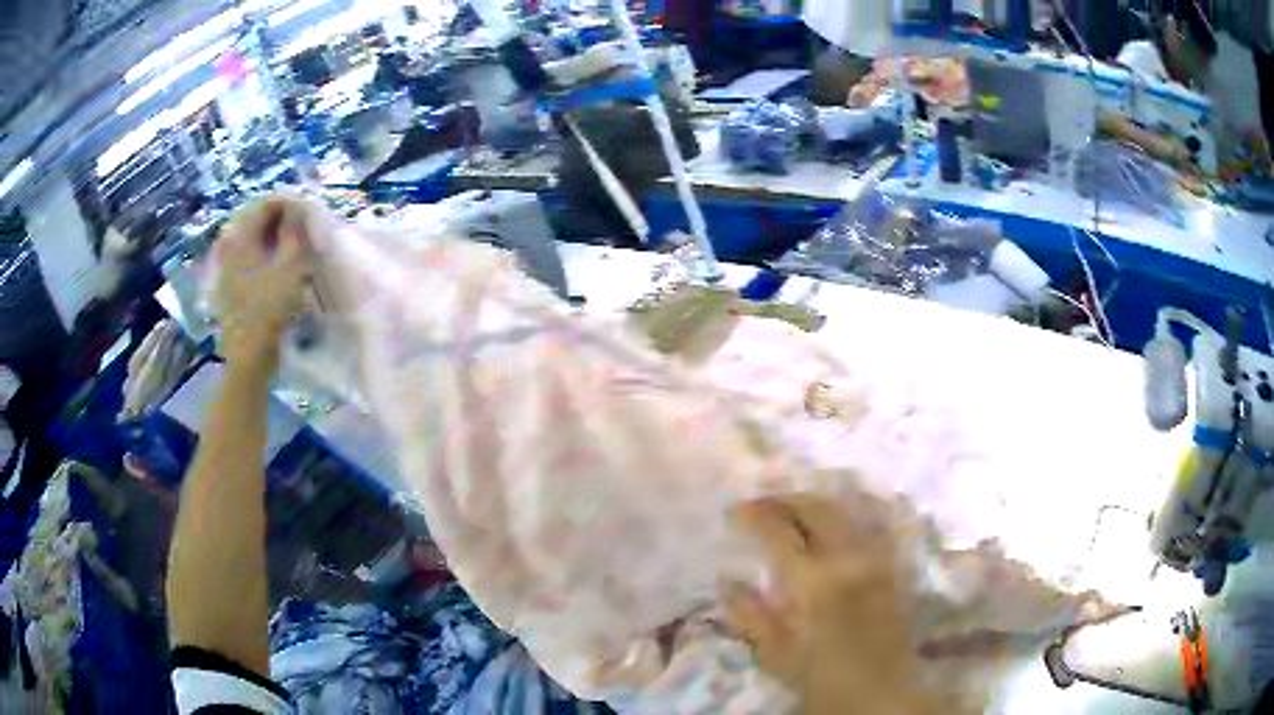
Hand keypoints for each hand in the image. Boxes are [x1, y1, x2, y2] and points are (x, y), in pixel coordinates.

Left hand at [212, 196, 309, 374]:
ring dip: (274, 238)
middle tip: (303, 229)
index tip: (309, 213)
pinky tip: (278, 267)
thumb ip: (295, 231)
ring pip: (253, 239)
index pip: (266, 203)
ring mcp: (227, 267)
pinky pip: (249, 257)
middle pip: (257, 220)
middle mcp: (229, 246)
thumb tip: (298, 208)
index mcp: (241, 236)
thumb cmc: (270, 309)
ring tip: (294, 247)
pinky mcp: (229, 285)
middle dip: (281, 220)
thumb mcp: (291, 265)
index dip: (290, 203)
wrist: (249, 357)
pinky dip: (265, 255)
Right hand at [725, 494, 934, 714]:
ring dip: (817, 502)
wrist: (881, 693)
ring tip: (795, 507)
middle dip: (786, 499)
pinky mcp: (893, 567)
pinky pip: (871, 526)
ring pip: (847, 512)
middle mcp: (849, 560)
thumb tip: (727, 582)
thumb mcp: (777, 656)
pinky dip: (849, 515)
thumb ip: (751, 616)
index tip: (736, 510)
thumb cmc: (823, 681)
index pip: (781, 533)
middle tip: (763, 502)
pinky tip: (836, 522)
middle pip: (817, 510)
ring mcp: (876, 559)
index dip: (756, 515)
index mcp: (815, 583)